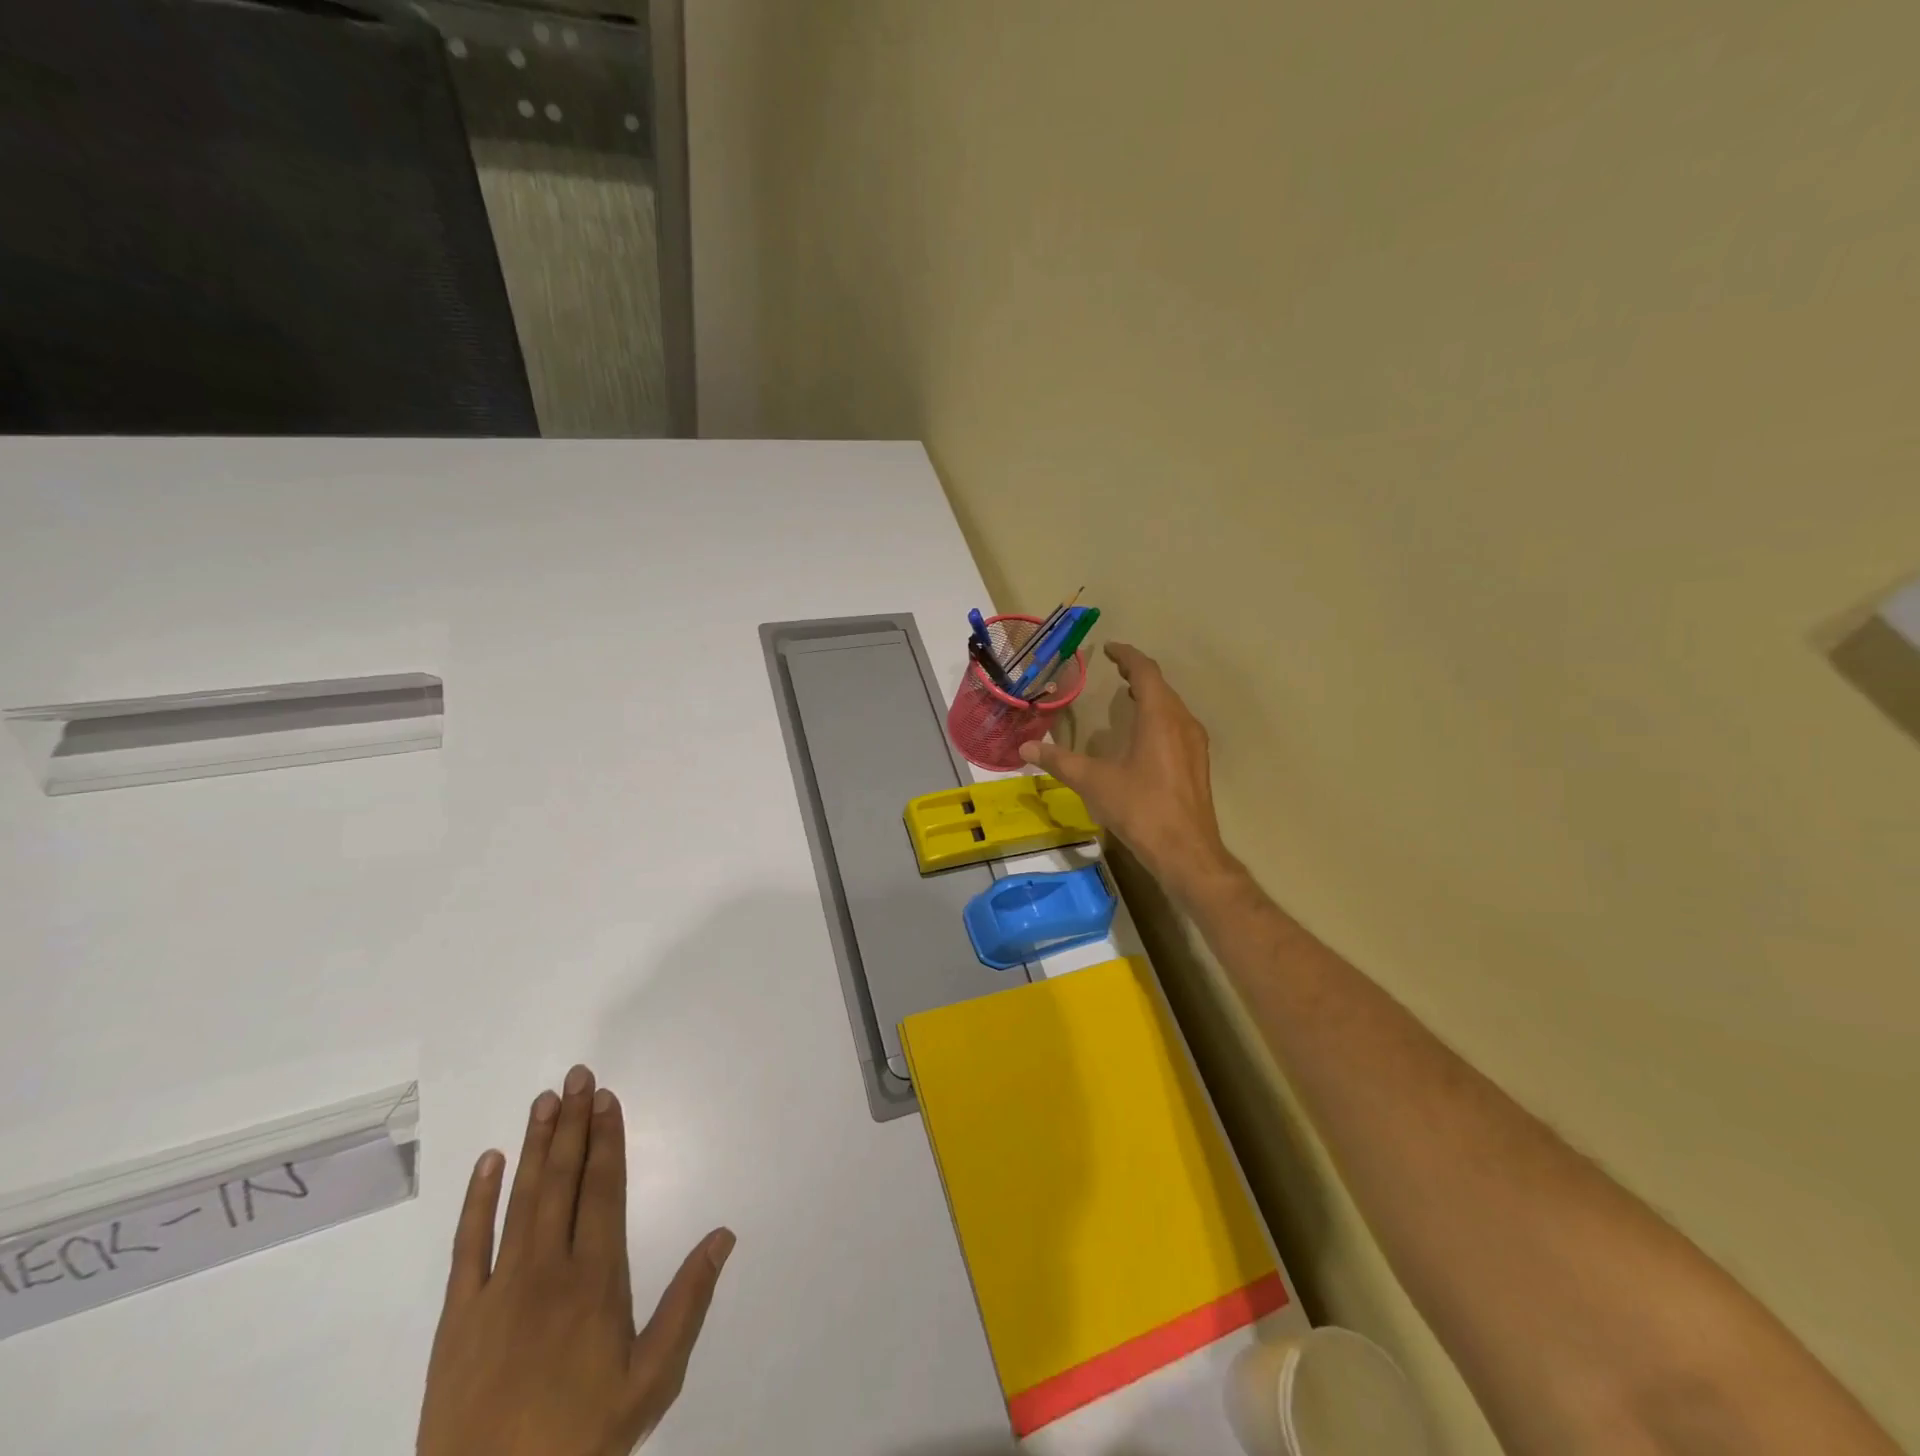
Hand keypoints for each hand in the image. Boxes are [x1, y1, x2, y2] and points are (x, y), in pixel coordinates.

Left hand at [417, 1065, 734, 1455]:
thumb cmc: (581, 1439)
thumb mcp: (652, 1381)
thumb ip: (689, 1303)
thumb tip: (724, 1235)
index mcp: (597, 1280)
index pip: (604, 1190)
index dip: (608, 1139)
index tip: (606, 1098)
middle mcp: (548, 1270)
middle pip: (563, 1180)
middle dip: (574, 1124)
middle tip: (577, 1075)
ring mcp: (498, 1290)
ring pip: (520, 1199)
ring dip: (535, 1145)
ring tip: (544, 1100)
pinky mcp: (456, 1318)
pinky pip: (466, 1246)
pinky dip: (476, 1201)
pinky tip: (488, 1163)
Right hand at [1021, 642, 1234, 896]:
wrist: (1185, 851)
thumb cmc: (1140, 808)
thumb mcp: (1094, 782)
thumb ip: (1059, 762)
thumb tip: (1025, 748)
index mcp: (1159, 717)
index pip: (1145, 672)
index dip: (1127, 656)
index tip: (1109, 649)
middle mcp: (1182, 723)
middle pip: (1161, 686)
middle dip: (1138, 674)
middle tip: (1114, 670)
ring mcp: (1194, 744)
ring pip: (1172, 706)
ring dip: (1151, 696)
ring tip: (1127, 695)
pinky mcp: (1197, 764)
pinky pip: (1177, 725)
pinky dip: (1159, 717)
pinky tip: (1144, 734)